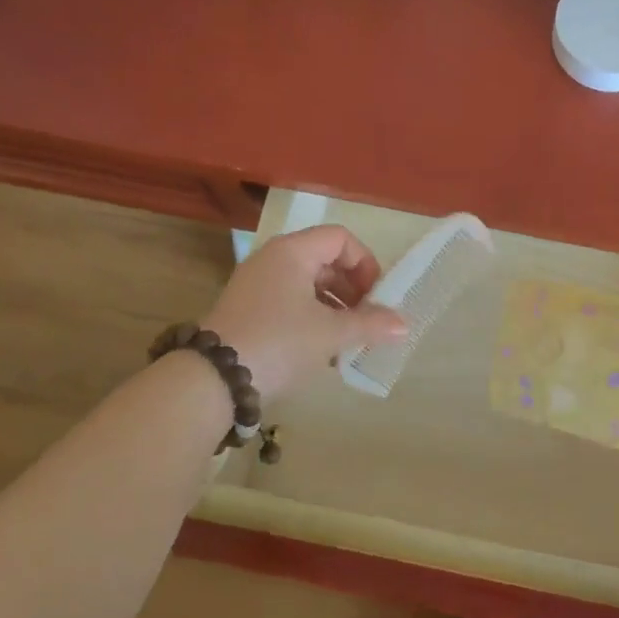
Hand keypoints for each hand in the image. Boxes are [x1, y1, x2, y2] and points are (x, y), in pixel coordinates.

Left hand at [200, 226, 406, 401]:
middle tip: (367, 318)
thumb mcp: (330, 334)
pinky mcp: (247, 309)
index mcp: (292, 252)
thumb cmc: (279, 342)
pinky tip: (321, 349)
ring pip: (307, 283)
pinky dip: (311, 317)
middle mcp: (272, 259)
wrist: (213, 379)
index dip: (365, 263)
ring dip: (334, 306)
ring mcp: (256, 284)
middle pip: (324, 260)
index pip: (340, 238)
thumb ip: (371, 325)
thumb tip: (405, 324)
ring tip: (348, 338)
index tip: (376, 296)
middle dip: (352, 288)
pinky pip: (289, 301)